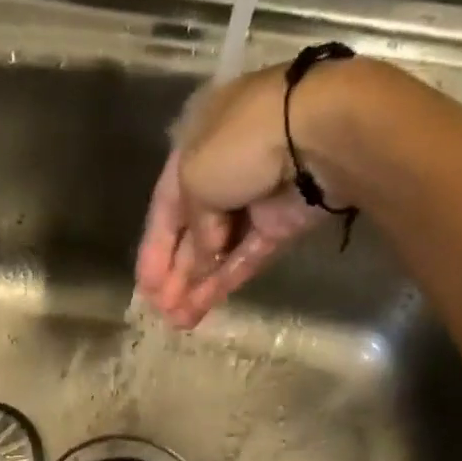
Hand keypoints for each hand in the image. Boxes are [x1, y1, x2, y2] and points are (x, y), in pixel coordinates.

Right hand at [135, 63, 353, 329]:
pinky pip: (245, 256)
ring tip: (178, 322)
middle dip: (175, 274)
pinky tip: (202, 307)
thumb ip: (191, 226)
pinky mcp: (281, 224)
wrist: (316, 138)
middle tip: (159, 312)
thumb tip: (204, 254)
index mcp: (196, 144)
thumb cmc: (240, 145)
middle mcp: (223, 169)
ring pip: (218, 250)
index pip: (165, 205)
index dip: (153, 249)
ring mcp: (254, 198)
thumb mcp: (193, 178)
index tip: (145, 288)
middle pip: (192, 231)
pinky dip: (224, 281)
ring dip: (196, 285)